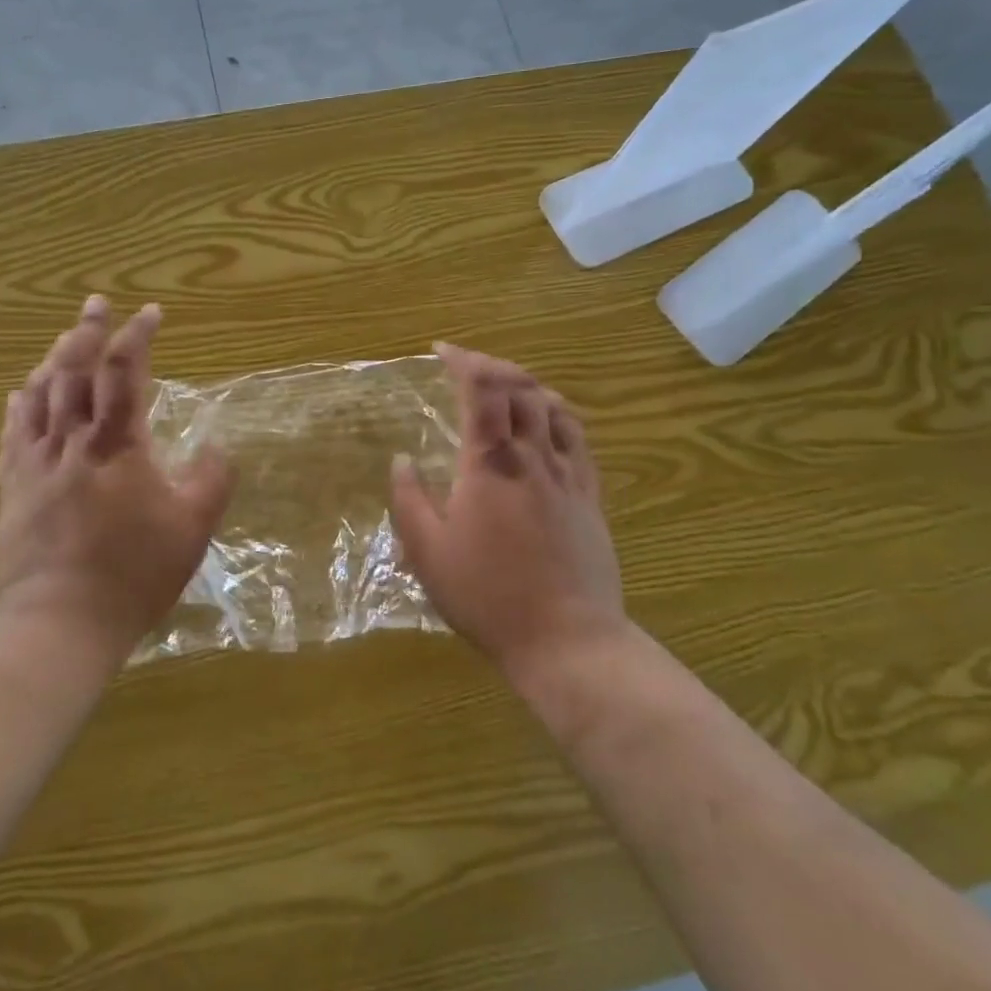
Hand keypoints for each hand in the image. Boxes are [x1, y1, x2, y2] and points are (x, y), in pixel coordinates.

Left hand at [0, 297, 235, 668]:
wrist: (62, 622)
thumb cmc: (134, 573)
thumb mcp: (193, 528)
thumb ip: (211, 480)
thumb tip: (217, 448)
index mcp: (117, 445)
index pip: (124, 372)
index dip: (137, 336)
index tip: (150, 312)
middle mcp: (72, 442)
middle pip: (73, 371)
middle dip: (87, 331)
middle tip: (96, 304)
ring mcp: (36, 463)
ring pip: (40, 395)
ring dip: (54, 360)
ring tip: (64, 339)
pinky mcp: (14, 487)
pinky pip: (13, 433)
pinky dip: (20, 405)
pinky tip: (21, 392)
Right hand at [389, 344, 627, 683]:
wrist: (567, 639)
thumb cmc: (488, 595)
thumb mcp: (428, 553)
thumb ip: (410, 500)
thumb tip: (401, 460)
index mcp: (490, 464)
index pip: (482, 389)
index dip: (463, 360)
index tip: (440, 350)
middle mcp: (533, 456)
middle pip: (521, 387)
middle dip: (492, 365)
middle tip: (467, 366)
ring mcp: (567, 474)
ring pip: (553, 406)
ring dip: (526, 385)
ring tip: (504, 387)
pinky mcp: (589, 496)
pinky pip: (578, 438)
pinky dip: (558, 414)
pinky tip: (549, 420)